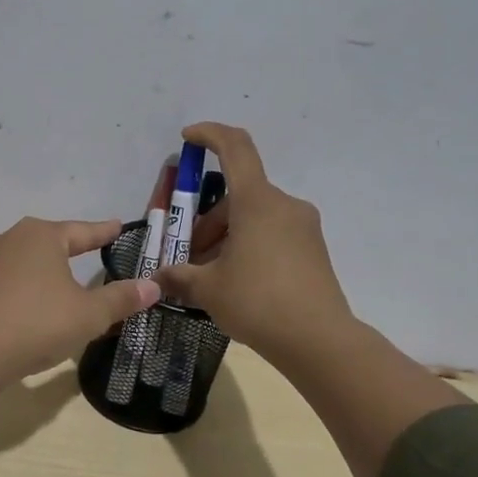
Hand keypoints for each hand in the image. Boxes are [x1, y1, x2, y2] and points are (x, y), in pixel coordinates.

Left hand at [0, 218, 161, 377]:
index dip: (104, 232)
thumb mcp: (90, 314)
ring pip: (27, 257)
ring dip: (46, 266)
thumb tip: (153, 286)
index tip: (119, 227)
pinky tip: (32, 296)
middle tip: (94, 249)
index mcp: (43, 235)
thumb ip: (121, 298)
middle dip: (73, 246)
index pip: (83, 231)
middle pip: (52, 240)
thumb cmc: (39, 323)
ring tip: (62, 274)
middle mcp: (13, 237)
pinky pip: (10, 276)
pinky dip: (26, 283)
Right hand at [154, 123, 354, 363]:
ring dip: (225, 237)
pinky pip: (271, 235)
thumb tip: (158, 278)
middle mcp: (284, 205)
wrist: (319, 341)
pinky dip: (247, 246)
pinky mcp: (312, 250)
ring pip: (254, 218)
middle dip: (206, 221)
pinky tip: (234, 281)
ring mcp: (303, 228)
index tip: (188, 138)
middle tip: (187, 255)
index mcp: (257, 202)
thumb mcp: (208, 289)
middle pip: (237, 196)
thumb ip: (179, 276)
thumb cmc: (257, 302)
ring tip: (207, 276)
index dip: (210, 135)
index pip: (235, 148)